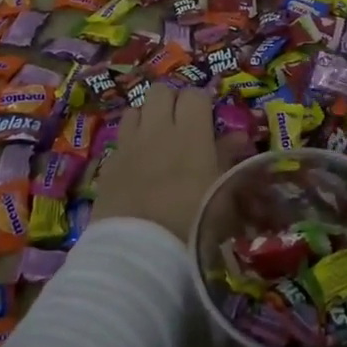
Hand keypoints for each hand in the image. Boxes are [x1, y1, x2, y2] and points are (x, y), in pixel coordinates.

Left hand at [90, 86, 239, 241]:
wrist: (141, 255)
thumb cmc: (193, 224)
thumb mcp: (222, 193)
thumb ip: (228, 158)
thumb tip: (238, 137)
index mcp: (190, 133)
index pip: (194, 95)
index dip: (201, 103)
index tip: (207, 120)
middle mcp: (157, 130)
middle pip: (161, 91)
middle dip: (171, 102)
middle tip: (181, 125)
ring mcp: (129, 145)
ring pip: (136, 110)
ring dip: (147, 119)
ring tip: (157, 141)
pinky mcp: (108, 164)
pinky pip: (120, 139)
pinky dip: (130, 144)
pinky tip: (137, 166)